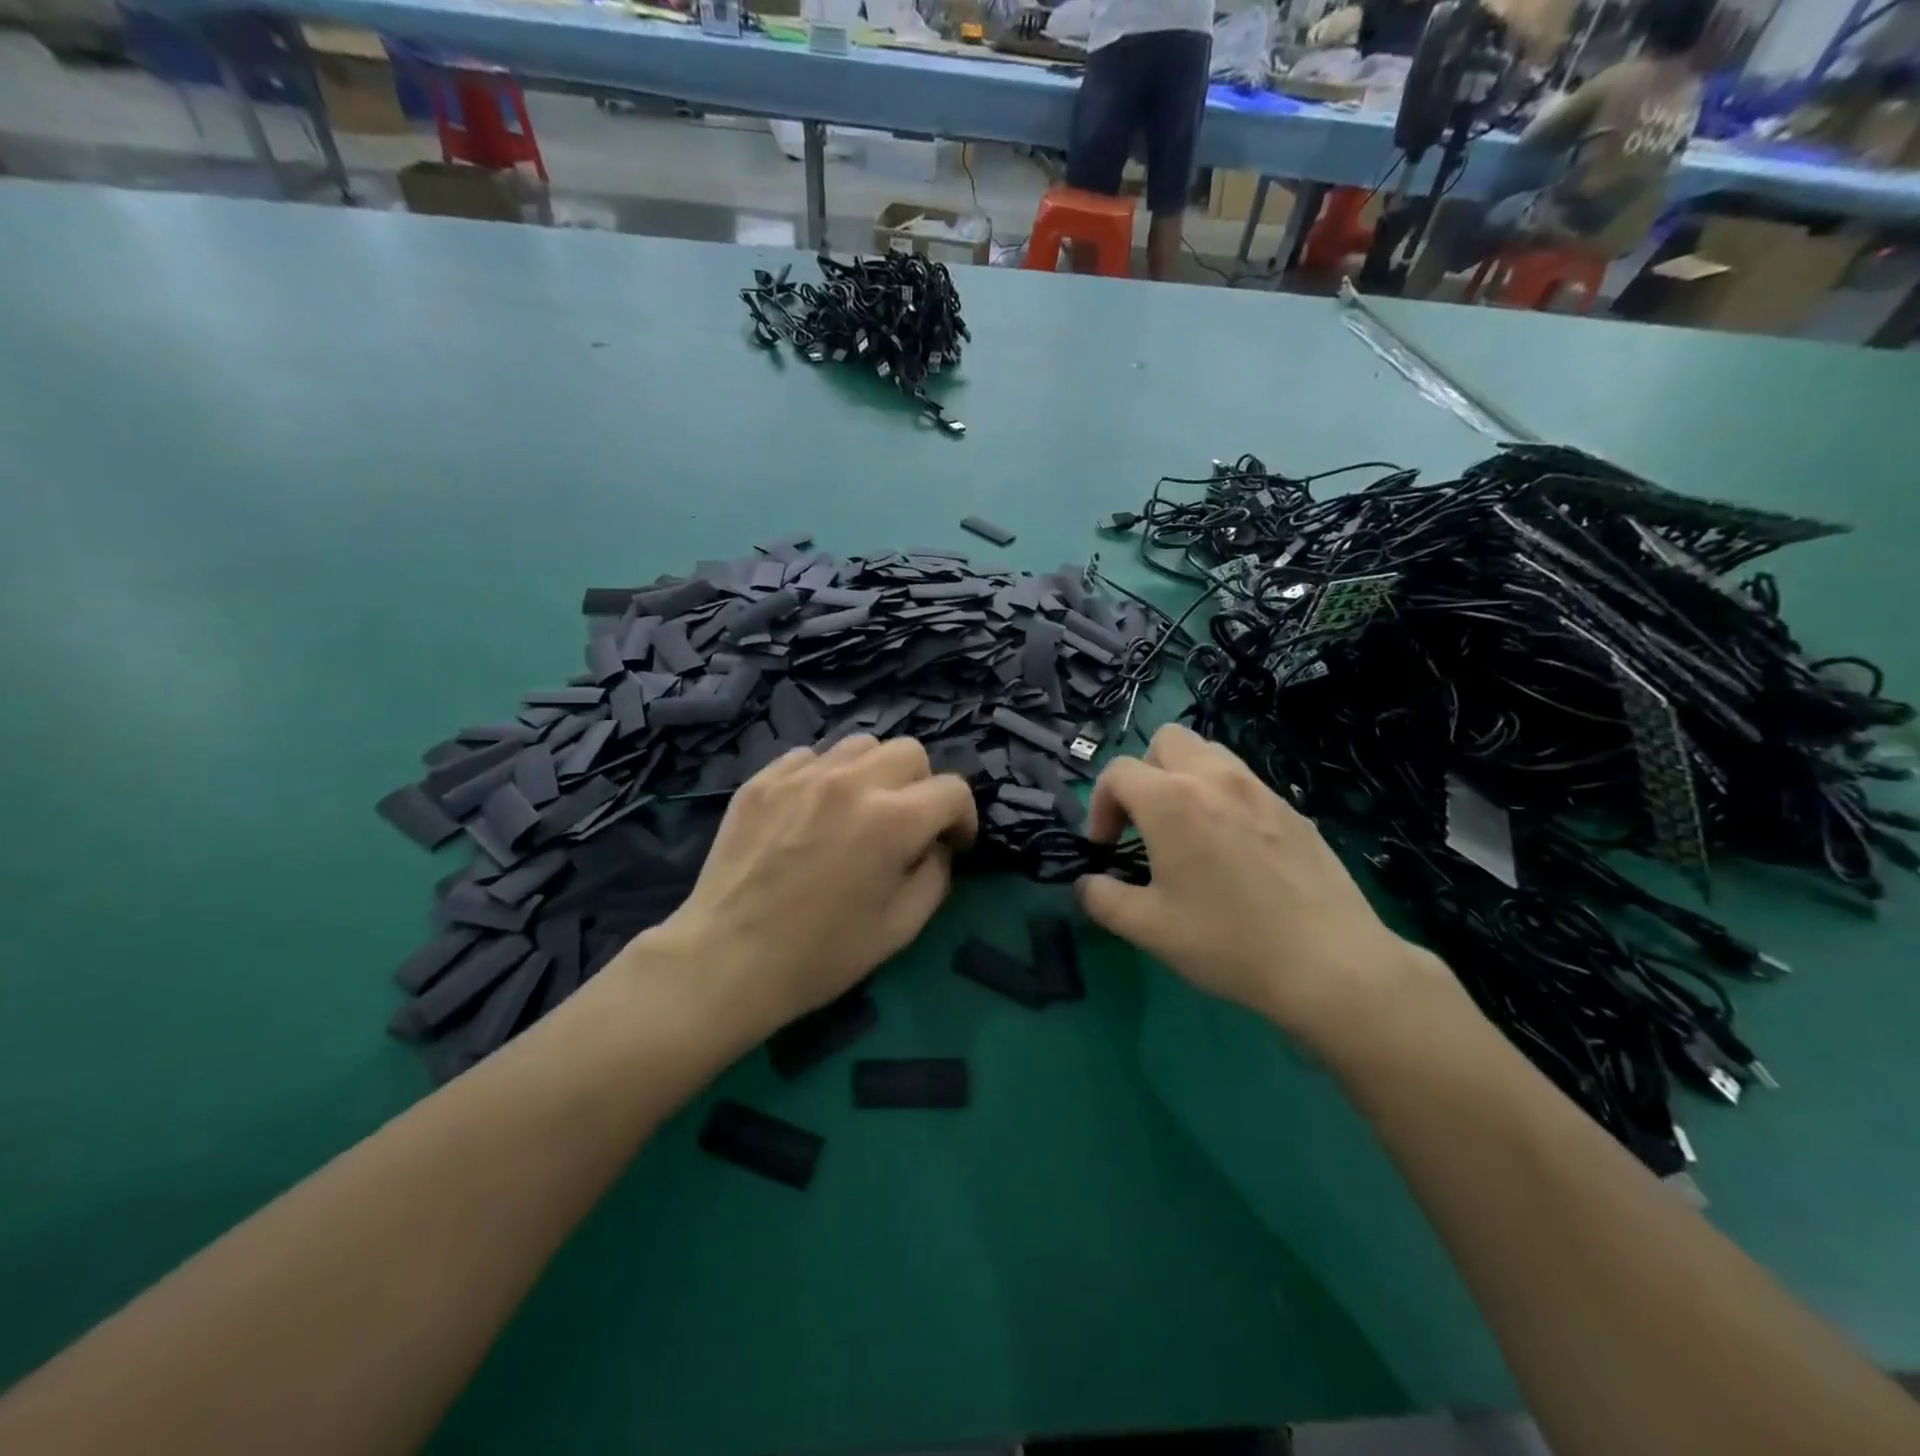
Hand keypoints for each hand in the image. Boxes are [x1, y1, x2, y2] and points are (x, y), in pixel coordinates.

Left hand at [643, 736, 976, 1038]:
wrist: (726, 961)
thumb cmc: (820, 955)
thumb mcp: (900, 928)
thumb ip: (935, 876)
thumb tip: (937, 846)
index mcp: (892, 820)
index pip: (953, 790)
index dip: (963, 818)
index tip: (952, 844)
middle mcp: (851, 782)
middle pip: (910, 751)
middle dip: (921, 787)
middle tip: (906, 824)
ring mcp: (802, 775)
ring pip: (861, 745)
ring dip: (875, 773)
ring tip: (859, 809)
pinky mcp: (763, 779)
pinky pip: (811, 757)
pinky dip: (826, 776)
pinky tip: (813, 812)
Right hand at [1076, 724, 1431, 1049]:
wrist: (1329, 963)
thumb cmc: (1227, 941)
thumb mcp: (1147, 928)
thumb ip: (1102, 898)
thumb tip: (1087, 884)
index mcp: (1171, 800)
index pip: (1117, 772)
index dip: (1100, 806)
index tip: (1107, 849)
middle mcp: (1214, 779)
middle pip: (1165, 741)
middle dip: (1144, 774)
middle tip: (1146, 823)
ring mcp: (1259, 789)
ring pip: (1209, 753)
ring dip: (1184, 778)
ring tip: (1188, 830)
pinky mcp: (1292, 810)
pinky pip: (1244, 782)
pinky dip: (1223, 798)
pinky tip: (1234, 851)